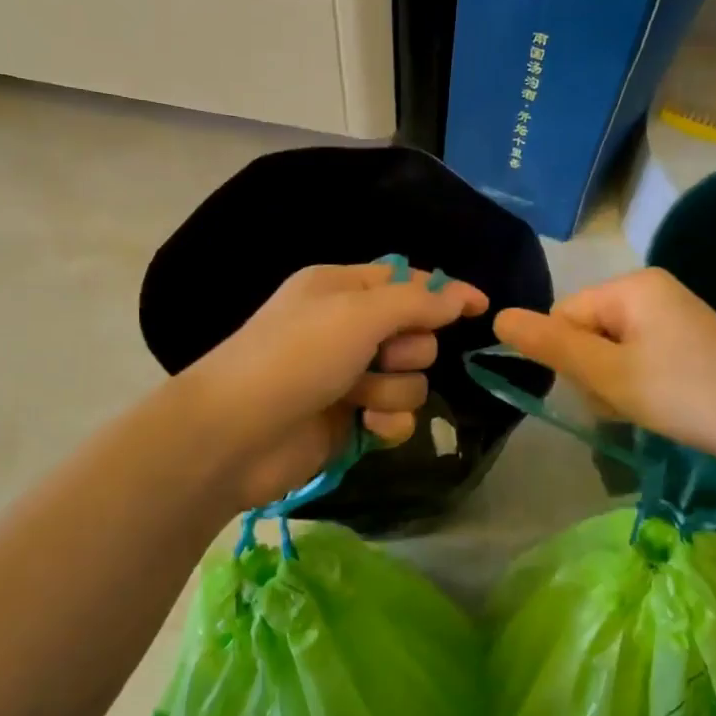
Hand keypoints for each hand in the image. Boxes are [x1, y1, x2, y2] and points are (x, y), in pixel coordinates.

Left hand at [181, 262, 488, 508]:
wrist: (235, 434)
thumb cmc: (295, 357)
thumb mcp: (357, 314)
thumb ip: (416, 303)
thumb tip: (460, 295)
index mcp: (340, 289)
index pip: (405, 281)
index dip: (443, 292)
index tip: (480, 306)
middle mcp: (345, 329)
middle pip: (415, 333)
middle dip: (407, 349)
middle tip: (382, 357)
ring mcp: (348, 377)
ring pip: (410, 379)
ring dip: (393, 390)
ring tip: (359, 398)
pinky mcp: (349, 421)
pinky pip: (395, 416)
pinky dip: (387, 422)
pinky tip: (368, 428)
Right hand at [493, 267, 715, 482]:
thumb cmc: (694, 396)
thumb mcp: (613, 374)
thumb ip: (553, 346)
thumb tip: (498, 316)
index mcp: (631, 287)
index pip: (562, 316)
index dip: (566, 358)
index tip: (596, 391)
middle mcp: (650, 293)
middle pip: (585, 334)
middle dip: (592, 376)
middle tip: (626, 405)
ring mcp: (672, 321)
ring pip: (609, 355)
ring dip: (614, 389)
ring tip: (646, 414)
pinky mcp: (688, 349)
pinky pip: (638, 365)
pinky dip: (638, 392)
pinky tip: (659, 414)